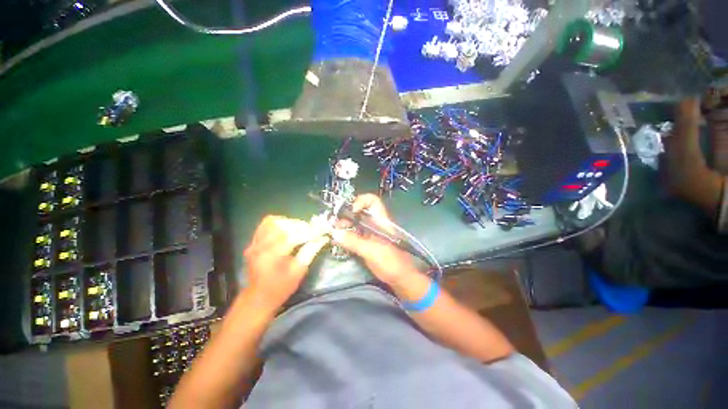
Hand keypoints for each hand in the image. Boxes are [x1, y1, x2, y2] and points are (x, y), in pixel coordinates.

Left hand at [244, 216, 329, 310]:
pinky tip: (287, 228)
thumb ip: (310, 252)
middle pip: (283, 226)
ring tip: (300, 229)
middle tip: (312, 230)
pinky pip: (265, 224)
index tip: (321, 231)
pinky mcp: (253, 242)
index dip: (309, 232)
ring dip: (290, 223)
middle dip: (301, 226)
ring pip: (273, 222)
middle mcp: (260, 247)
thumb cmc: (281, 288)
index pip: (293, 236)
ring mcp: (254, 243)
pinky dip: (279, 222)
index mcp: (271, 257)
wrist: (258, 297)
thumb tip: (322, 238)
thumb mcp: (298, 272)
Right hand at [332, 194, 418, 285]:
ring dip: (344, 226)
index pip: (372, 201)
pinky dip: (346, 235)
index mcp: (380, 221)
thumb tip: (334, 232)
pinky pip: (354, 234)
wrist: (400, 278)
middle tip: (334, 224)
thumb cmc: (391, 262)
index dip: (360, 201)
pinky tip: (338, 241)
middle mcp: (375, 224)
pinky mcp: (367, 243)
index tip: (350, 212)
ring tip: (333, 233)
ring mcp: (370, 233)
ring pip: (355, 223)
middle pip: (359, 212)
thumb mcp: (372, 251)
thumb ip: (354, 242)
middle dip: (346, 215)